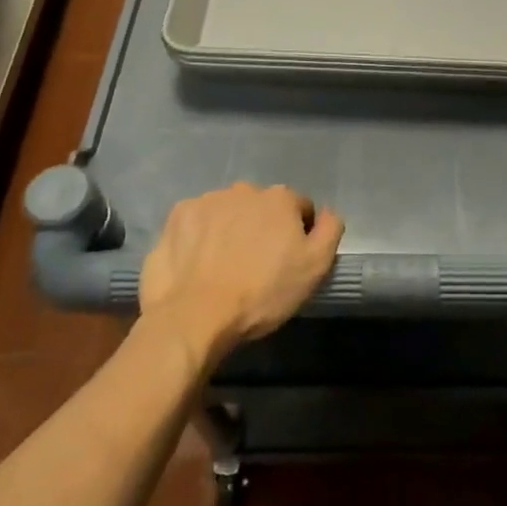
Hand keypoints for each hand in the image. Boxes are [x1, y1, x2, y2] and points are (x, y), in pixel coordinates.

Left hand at [139, 183, 342, 363]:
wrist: (195, 316)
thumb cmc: (262, 293)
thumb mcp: (315, 267)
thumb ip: (330, 230)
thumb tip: (328, 213)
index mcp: (280, 198)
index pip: (299, 207)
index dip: (299, 233)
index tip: (289, 260)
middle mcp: (244, 189)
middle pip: (261, 207)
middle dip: (262, 227)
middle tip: (256, 264)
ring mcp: (207, 200)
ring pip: (228, 211)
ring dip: (230, 229)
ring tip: (224, 265)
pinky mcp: (176, 217)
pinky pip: (196, 221)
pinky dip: (200, 236)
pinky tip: (198, 262)